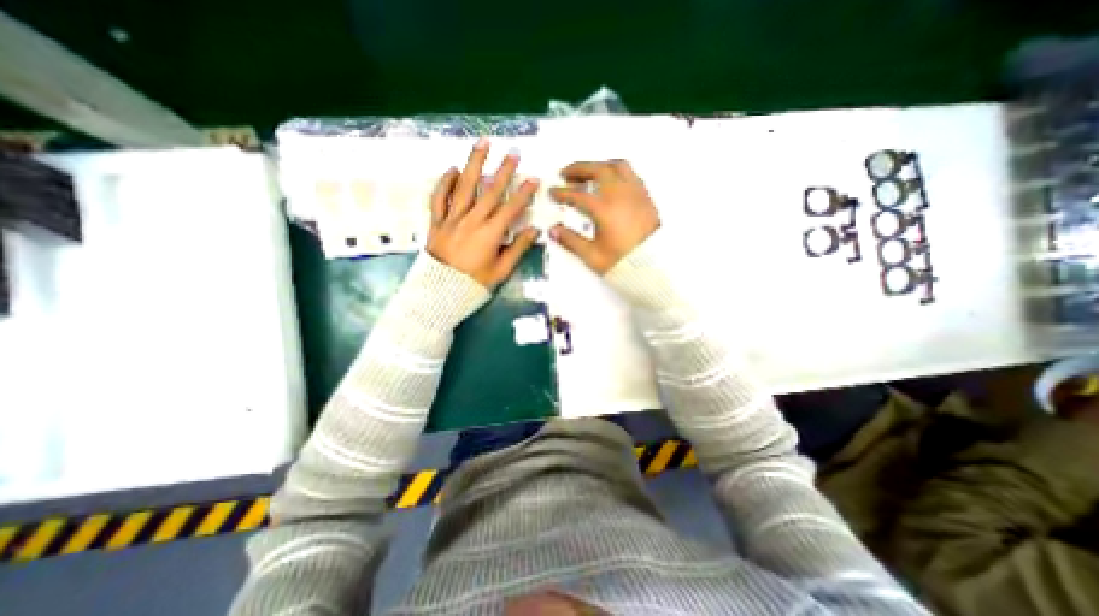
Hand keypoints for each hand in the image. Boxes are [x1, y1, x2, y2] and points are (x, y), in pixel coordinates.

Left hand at [423, 137, 538, 285]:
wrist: (441, 291)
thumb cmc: (474, 283)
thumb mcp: (501, 270)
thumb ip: (518, 248)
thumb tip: (534, 230)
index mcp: (489, 234)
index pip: (511, 208)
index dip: (524, 193)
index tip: (534, 179)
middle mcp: (471, 221)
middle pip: (490, 191)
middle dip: (504, 170)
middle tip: (513, 152)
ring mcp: (452, 218)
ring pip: (464, 186)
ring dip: (474, 163)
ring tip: (482, 143)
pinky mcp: (437, 221)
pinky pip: (439, 197)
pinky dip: (445, 182)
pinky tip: (452, 169)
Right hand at [549, 158, 660, 271]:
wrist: (654, 267)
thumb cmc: (623, 263)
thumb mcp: (593, 256)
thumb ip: (571, 241)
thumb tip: (554, 230)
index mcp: (605, 208)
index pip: (578, 194)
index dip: (563, 192)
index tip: (553, 192)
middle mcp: (621, 194)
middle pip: (598, 170)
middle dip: (579, 168)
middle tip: (566, 174)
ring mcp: (636, 193)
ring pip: (617, 166)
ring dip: (600, 166)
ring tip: (589, 173)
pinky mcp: (646, 197)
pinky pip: (631, 174)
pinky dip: (617, 172)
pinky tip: (612, 183)